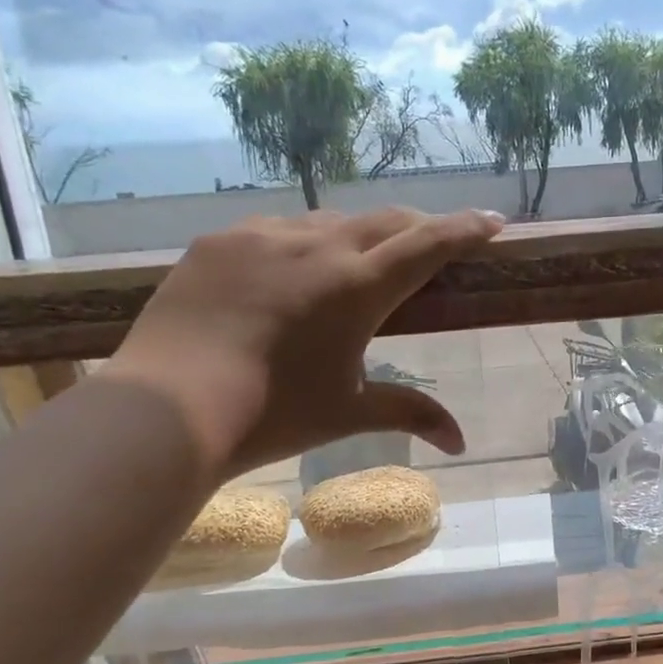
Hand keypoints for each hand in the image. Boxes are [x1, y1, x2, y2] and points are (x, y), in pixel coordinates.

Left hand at [100, 207, 502, 479]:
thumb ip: (410, 414)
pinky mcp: (218, 242)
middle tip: (435, 241)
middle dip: (419, 227)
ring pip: (328, 221)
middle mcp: (315, 245)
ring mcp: (261, 236)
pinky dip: (302, 243)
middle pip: (384, 220)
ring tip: (360, 260)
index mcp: (357, 287)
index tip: (494, 221)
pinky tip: (291, 271)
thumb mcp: (348, 413)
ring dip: (359, 235)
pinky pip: (275, 230)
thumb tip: (460, 443)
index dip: (465, 230)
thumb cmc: (272, 415)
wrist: (168, 409)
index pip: (427, 245)